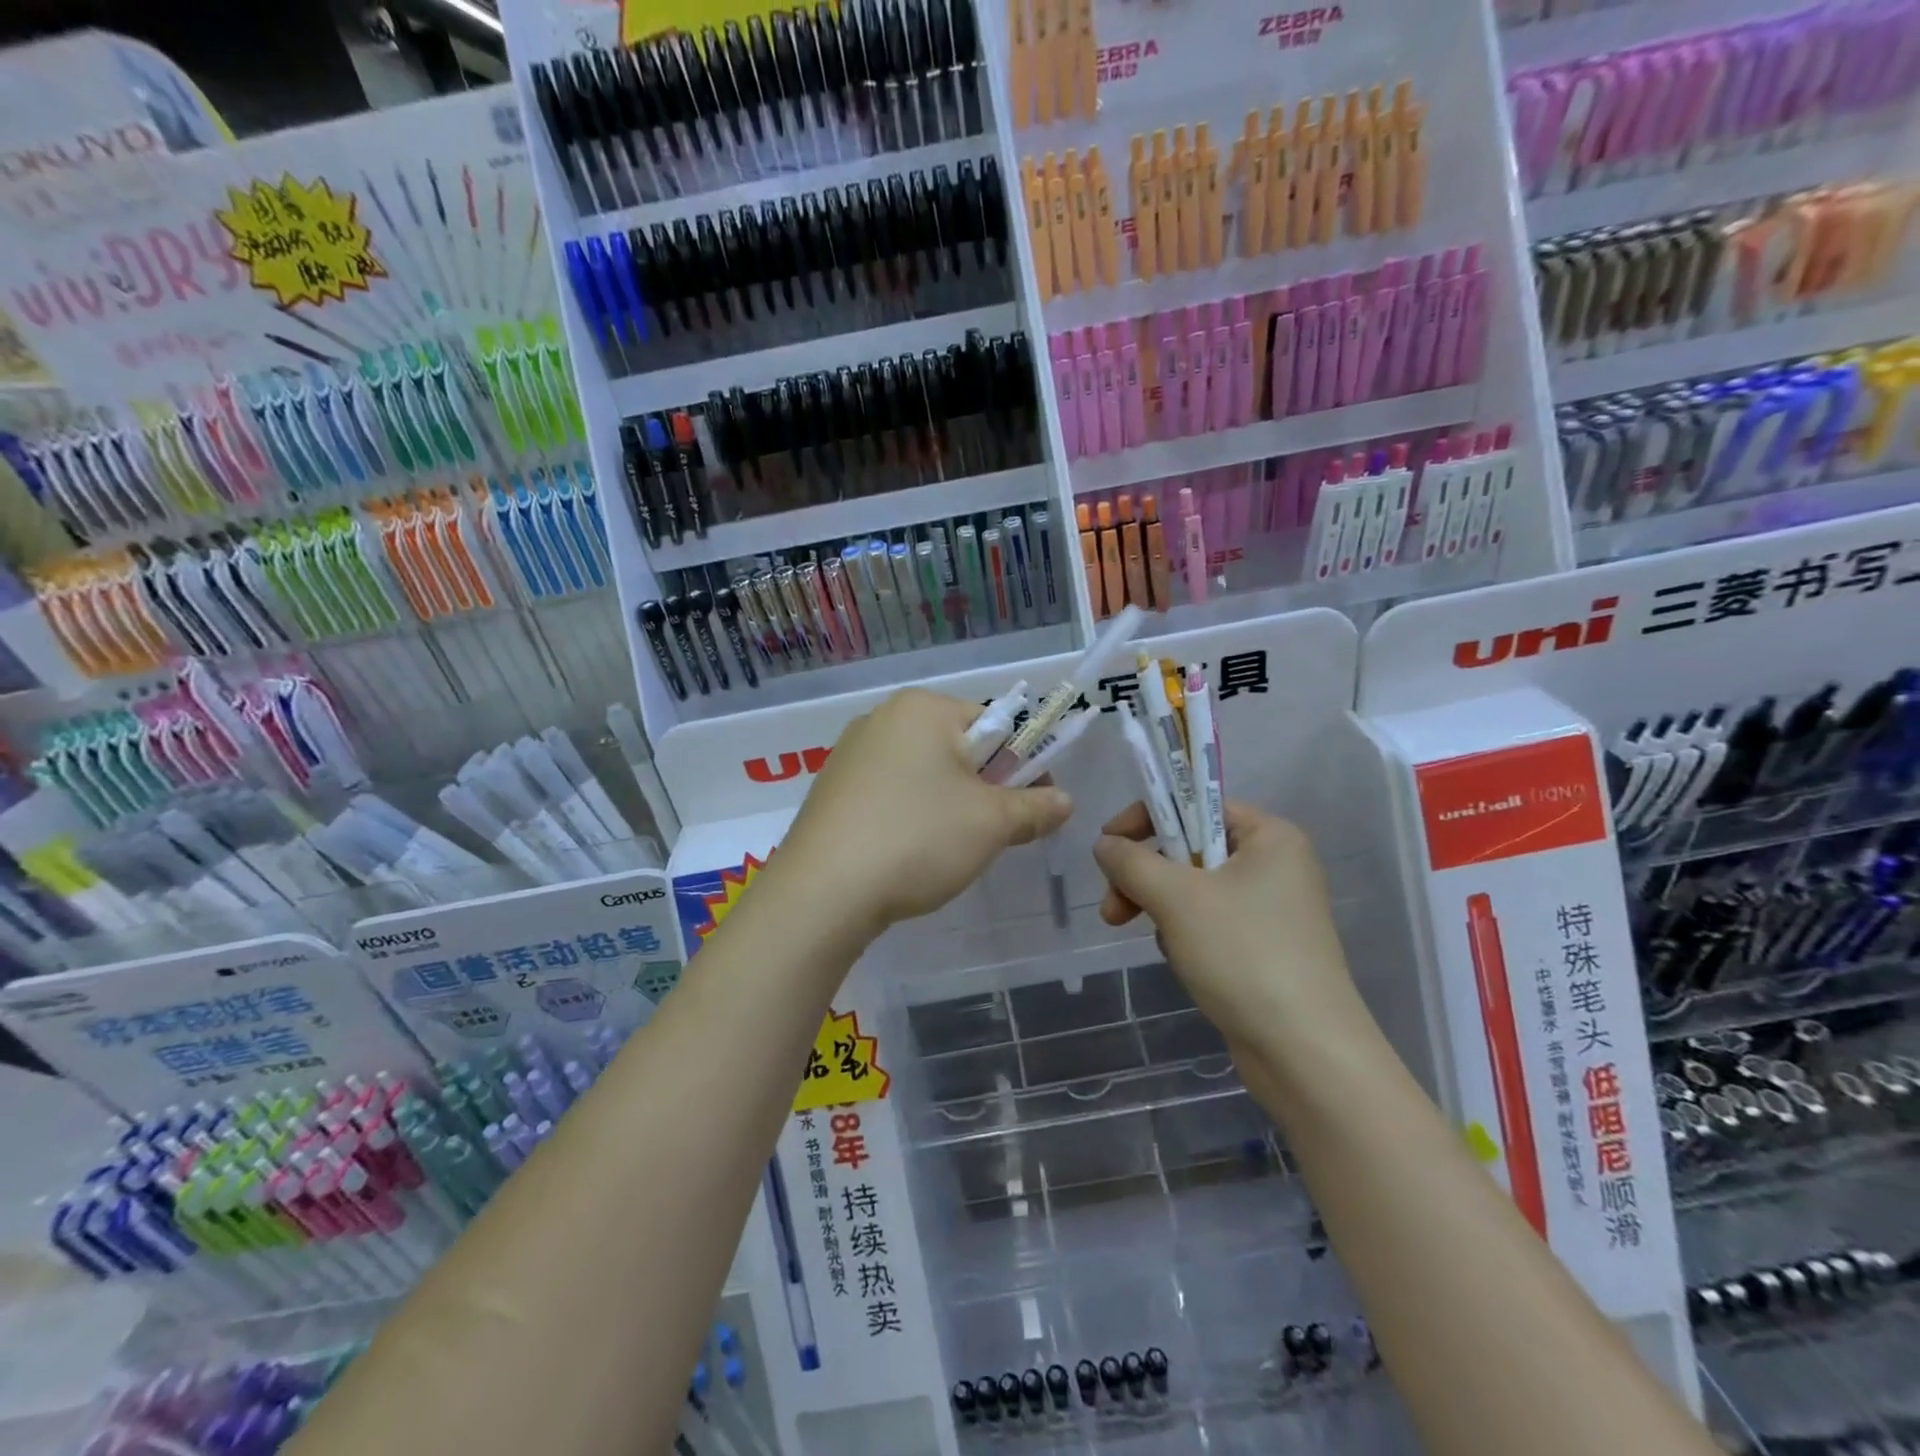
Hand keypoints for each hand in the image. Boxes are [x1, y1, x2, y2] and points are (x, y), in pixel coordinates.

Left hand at [777, 689, 1072, 939]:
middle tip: (990, 833)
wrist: (823, 891)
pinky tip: (905, 854)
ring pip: (922, 775)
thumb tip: (1064, 801)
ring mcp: (849, 754)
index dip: (1021, 764)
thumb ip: (1036, 807)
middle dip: (982, 788)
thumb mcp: (992, 824)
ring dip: (946, 806)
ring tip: (945, 851)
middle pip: (956, 748)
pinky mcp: (830, 791)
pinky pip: (888, 794)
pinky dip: (908, 817)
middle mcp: (882, 718)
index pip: (993, 723)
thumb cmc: (918, 838)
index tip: (1031, 805)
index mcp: (922, 708)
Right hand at [1093, 801, 1358, 1036]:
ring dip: (1163, 909)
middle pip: (1190, 849)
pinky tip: (1182, 962)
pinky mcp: (1264, 948)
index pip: (1196, 804)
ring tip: (1158, 942)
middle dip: (1146, 877)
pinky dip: (1185, 935)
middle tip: (1113, 908)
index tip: (1108, 847)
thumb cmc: (1243, 955)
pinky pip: (1209, 922)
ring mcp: (1272, 909)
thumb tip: (1104, 844)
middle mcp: (1276, 865)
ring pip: (1194, 890)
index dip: (1147, 819)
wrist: (1305, 1054)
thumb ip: (1131, 861)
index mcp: (1270, 836)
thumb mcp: (1177, 898)